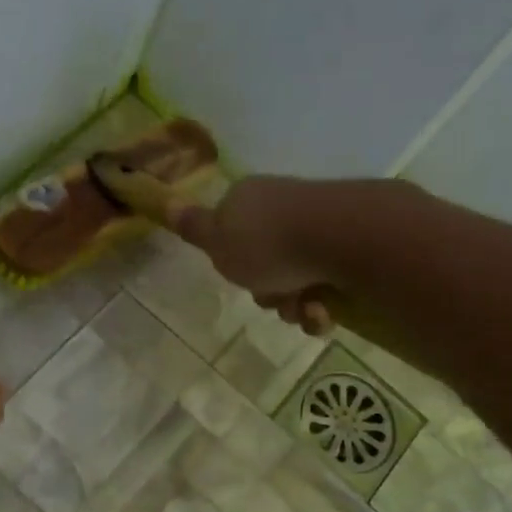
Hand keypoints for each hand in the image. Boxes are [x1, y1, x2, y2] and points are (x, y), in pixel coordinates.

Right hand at [173, 175, 338, 333]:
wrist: (339, 238)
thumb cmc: (267, 243)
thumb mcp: (217, 239)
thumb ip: (193, 227)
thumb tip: (165, 201)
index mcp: (249, 201)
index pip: (230, 235)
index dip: (231, 262)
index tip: (237, 274)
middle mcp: (282, 209)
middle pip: (263, 265)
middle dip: (267, 292)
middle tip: (273, 296)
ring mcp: (317, 227)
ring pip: (294, 281)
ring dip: (294, 306)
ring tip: (305, 308)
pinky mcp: (346, 248)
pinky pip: (324, 286)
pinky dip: (321, 306)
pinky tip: (324, 310)